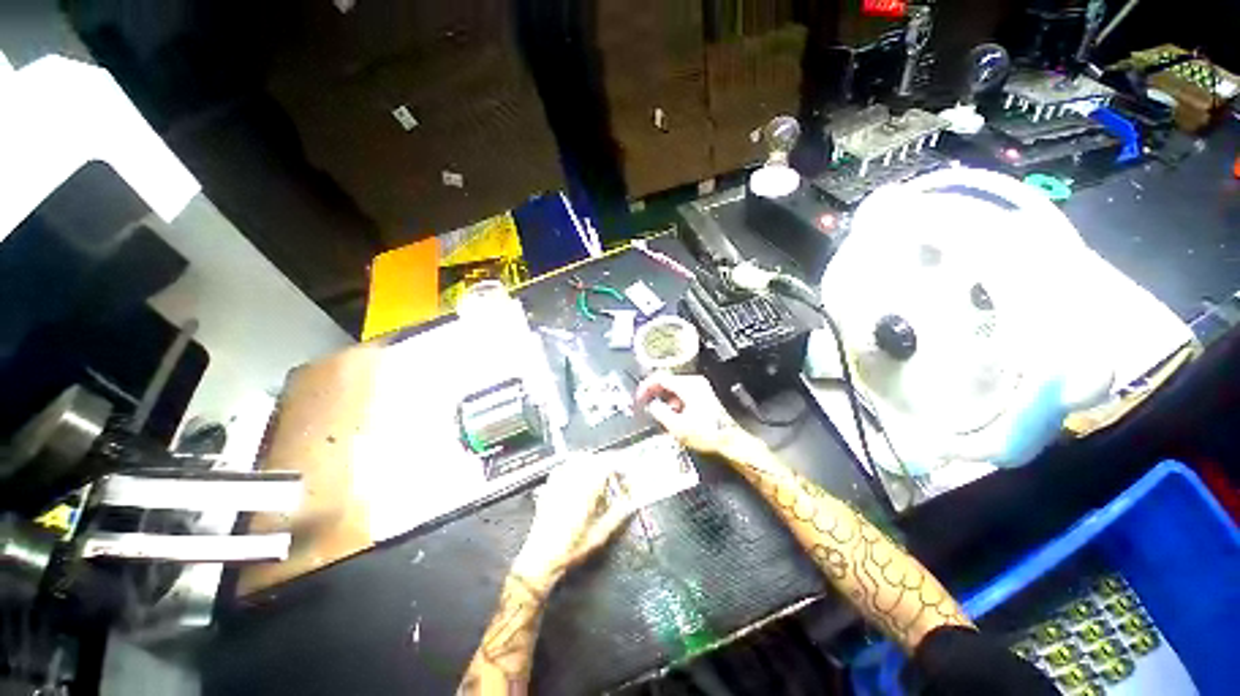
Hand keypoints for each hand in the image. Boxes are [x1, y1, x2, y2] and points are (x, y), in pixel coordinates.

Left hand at [512, 454, 633, 587]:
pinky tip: (577, 474)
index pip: (605, 465)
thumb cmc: (572, 550)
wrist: (540, 559)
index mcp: (586, 492)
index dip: (617, 465)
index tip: (625, 471)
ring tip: (598, 471)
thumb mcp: (600, 536)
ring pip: (577, 459)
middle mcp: (571, 482)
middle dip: (605, 462)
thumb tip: (630, 500)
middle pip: (591, 459)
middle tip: (614, 472)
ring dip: (590, 461)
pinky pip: (563, 466)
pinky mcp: (549, 487)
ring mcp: (558, 483)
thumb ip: (617, 515)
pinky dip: (573, 465)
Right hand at [635, 373, 750, 456]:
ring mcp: (701, 388)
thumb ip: (659, 411)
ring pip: (674, 389)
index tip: (639, 397)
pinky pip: (683, 394)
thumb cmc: (707, 433)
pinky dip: (674, 403)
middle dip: (655, 395)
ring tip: (661, 417)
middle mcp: (695, 382)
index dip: (646, 387)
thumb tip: (651, 405)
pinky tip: (674, 418)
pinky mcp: (704, 397)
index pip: (659, 378)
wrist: (731, 441)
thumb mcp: (676, 425)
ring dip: (664, 401)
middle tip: (646, 406)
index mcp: (687, 385)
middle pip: (667, 382)